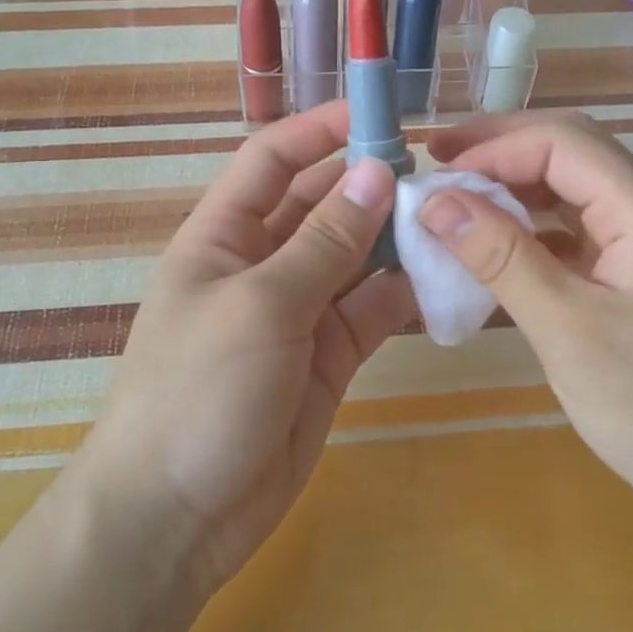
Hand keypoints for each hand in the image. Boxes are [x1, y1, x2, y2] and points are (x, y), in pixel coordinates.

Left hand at [81, 103, 413, 595]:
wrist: (176, 518)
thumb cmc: (198, 392)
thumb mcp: (260, 306)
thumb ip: (323, 243)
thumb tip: (376, 172)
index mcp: (224, 236)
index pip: (273, 160)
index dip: (321, 130)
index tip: (382, 113)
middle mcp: (263, 264)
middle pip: (323, 205)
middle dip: (373, 185)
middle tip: (441, 173)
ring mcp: (299, 312)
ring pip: (357, 258)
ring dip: (398, 239)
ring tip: (456, 221)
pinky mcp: (330, 357)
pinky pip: (373, 311)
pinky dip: (406, 295)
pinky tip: (447, 279)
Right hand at [422, 114, 632, 522]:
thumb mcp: (567, 330)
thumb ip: (501, 257)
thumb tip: (435, 202)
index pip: (561, 143)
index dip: (493, 149)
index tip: (434, 175)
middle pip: (569, 153)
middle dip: (501, 150)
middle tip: (437, 158)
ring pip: (572, 191)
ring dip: (514, 188)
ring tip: (456, 198)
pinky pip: (577, 233)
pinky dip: (531, 231)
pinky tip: (495, 248)